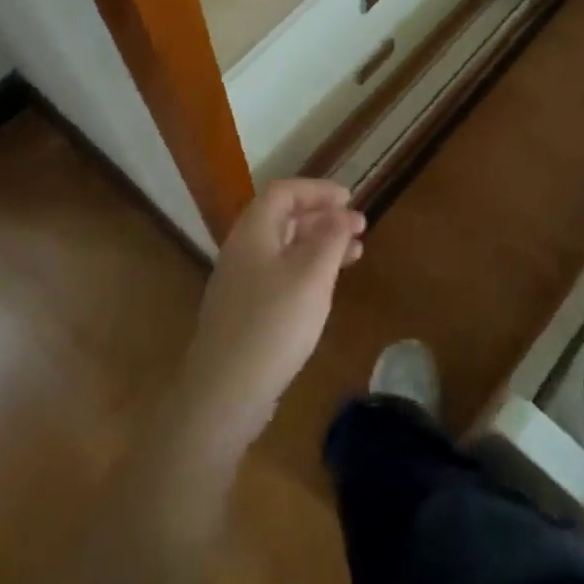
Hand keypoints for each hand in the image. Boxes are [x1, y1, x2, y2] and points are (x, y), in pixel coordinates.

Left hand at [174, 180, 366, 456]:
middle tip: (360, 228)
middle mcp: (242, 250)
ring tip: (355, 255)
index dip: (318, 190)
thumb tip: (343, 213)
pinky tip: (325, 288)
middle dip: (323, 217)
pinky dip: (307, 270)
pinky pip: (279, 274)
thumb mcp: (312, 276)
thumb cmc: (273, 324)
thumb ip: (330, 238)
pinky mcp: (244, 311)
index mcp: (253, 232)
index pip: (284, 192)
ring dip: (319, 245)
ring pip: (284, 248)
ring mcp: (240, 282)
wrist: (223, 393)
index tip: (351, 199)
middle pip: (283, 218)